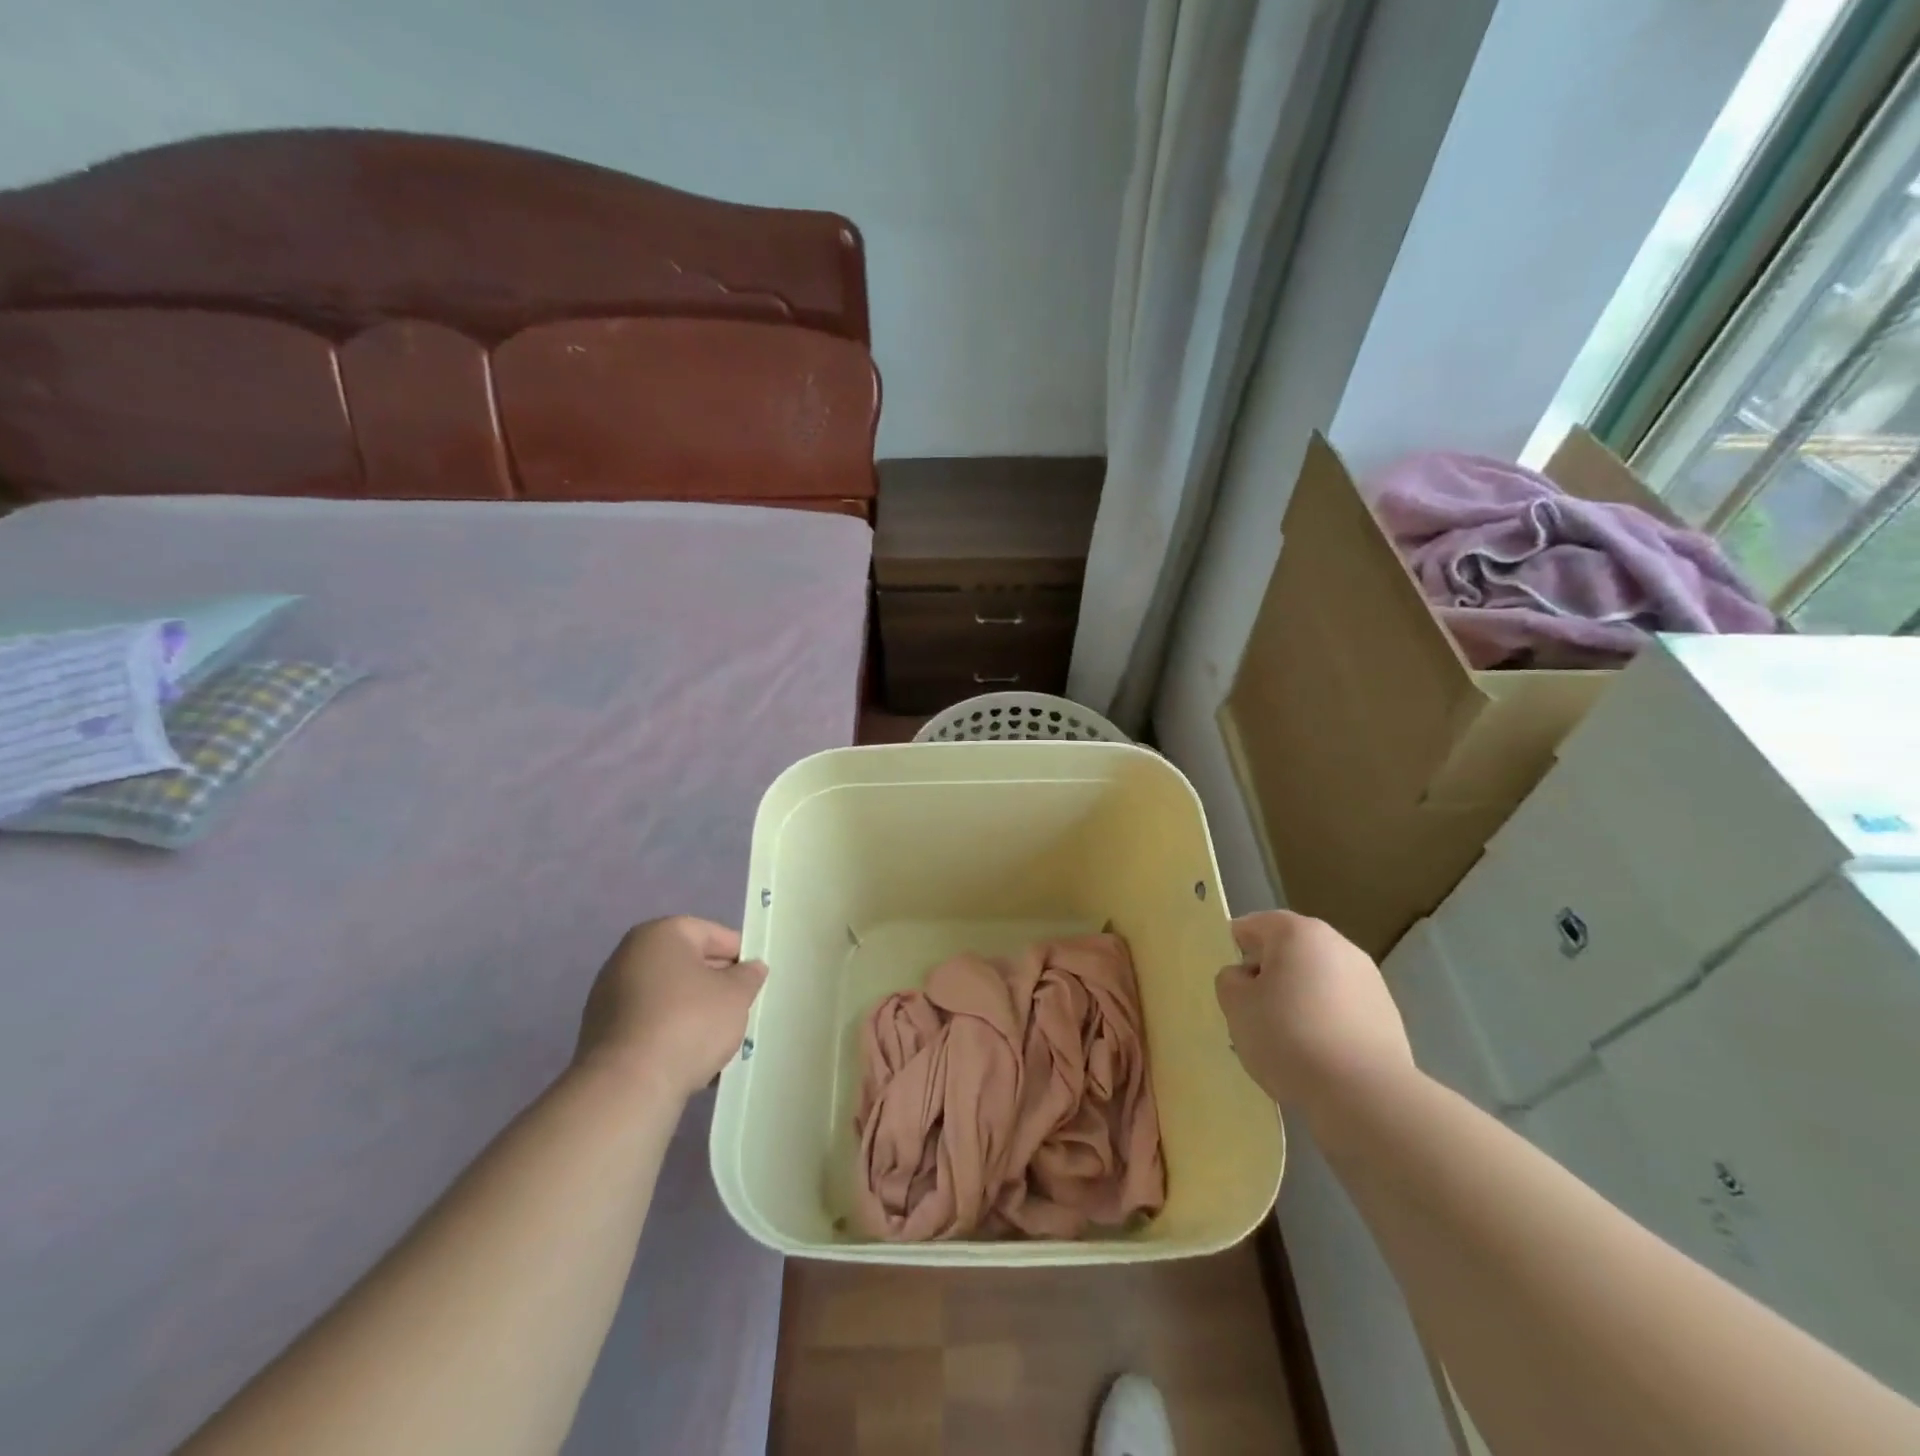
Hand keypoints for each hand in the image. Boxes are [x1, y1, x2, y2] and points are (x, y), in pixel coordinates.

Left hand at [574, 916, 767, 1099]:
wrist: (627, 1086)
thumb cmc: (688, 1022)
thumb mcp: (735, 995)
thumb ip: (748, 976)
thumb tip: (751, 968)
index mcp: (661, 934)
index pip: (712, 934)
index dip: (739, 955)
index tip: (756, 980)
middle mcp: (629, 956)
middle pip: (687, 964)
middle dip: (716, 985)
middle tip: (741, 1009)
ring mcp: (609, 995)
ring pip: (669, 996)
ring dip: (694, 1012)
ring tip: (719, 1040)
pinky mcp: (602, 1033)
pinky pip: (649, 1024)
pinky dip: (671, 1033)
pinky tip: (691, 1058)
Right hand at [1215, 910, 1413, 1120]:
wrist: (1365, 1095)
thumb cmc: (1289, 1037)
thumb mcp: (1236, 1006)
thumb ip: (1230, 981)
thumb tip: (1246, 977)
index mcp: (1297, 932)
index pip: (1253, 926)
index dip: (1235, 951)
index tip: (1231, 986)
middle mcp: (1337, 944)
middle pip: (1289, 952)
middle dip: (1269, 976)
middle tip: (1254, 1014)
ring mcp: (1369, 979)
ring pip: (1317, 981)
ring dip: (1298, 1000)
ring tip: (1287, 1042)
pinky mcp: (1388, 1015)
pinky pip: (1342, 1008)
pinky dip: (1326, 1022)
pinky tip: (1318, 1056)